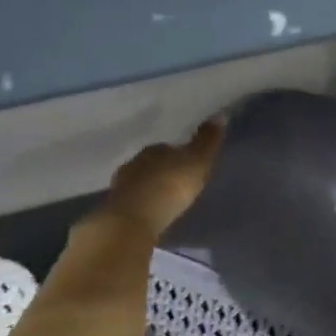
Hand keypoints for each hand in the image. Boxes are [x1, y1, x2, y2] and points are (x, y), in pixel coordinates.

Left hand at [104, 118, 225, 238]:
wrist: (133, 221)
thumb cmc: (170, 187)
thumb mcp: (197, 162)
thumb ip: (207, 142)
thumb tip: (220, 114)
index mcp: (154, 149)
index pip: (168, 148)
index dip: (179, 155)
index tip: (189, 165)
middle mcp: (134, 163)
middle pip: (152, 164)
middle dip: (164, 171)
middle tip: (178, 183)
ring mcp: (121, 186)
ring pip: (140, 183)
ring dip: (151, 189)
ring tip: (165, 201)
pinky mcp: (115, 209)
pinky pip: (133, 202)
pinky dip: (142, 206)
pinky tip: (151, 214)